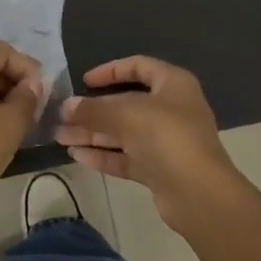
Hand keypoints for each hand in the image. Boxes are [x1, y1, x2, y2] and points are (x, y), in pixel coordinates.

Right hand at [55, 56, 243, 230]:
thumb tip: (67, 106)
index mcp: (173, 84)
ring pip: (123, 132)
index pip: (139, 66)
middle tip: (62, 116)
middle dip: (93, 111)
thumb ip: (94, 110)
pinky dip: (104, 155)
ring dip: (93, 134)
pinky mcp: (159, 169)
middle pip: (126, 103)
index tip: (84, 80)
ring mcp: (166, 141)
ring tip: (61, 138)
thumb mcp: (126, 115)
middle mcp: (171, 109)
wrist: (199, 194)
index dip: (111, 71)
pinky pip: (127, 156)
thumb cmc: (167, 137)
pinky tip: (77, 155)